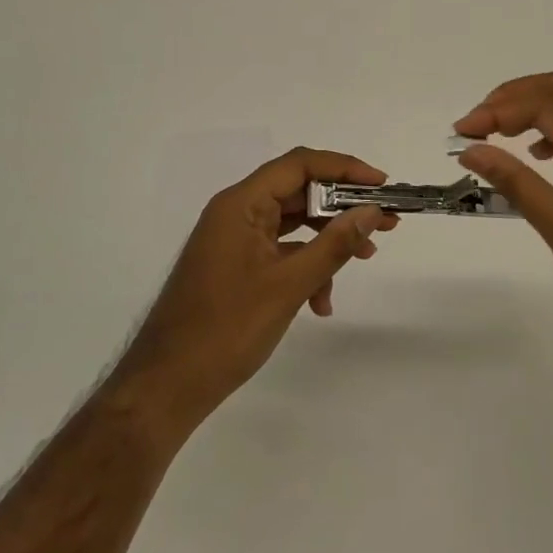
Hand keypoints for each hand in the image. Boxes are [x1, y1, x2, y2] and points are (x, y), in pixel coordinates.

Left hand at [114, 148, 397, 439]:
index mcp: (241, 203)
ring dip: (327, 240)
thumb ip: (333, 245)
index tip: (380, 184)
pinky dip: (305, 266)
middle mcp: (236, 212)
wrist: (167, 387)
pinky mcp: (236, 265)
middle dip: (342, 207)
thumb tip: (370, 211)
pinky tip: (321, 302)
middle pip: (298, 192)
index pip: (299, 165)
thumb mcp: (289, 285)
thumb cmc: (226, 329)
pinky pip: (279, 251)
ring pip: (292, 224)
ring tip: (365, 257)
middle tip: (384, 222)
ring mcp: (235, 240)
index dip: (344, 168)